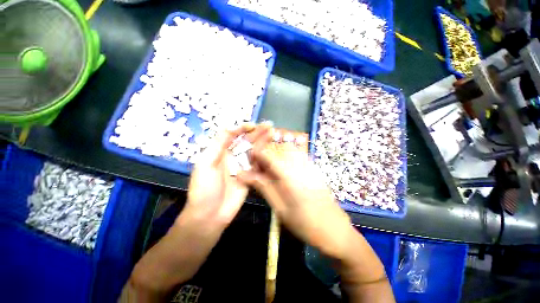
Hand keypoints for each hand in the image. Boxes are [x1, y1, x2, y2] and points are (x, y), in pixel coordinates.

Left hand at [183, 123, 272, 227]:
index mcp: (220, 152)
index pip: (233, 135)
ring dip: (263, 142)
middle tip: (269, 126)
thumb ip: (217, 145)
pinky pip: (258, 164)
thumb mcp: (205, 164)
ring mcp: (242, 167)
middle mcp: (232, 157)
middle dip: (257, 133)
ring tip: (273, 134)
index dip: (242, 129)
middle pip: (246, 141)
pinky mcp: (250, 176)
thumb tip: (229, 127)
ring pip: (254, 151)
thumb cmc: (204, 189)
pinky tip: (273, 151)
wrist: (210, 215)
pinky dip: (265, 157)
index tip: (253, 125)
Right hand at [237, 142, 354, 259]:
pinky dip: (286, 159)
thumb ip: (263, 187)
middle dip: (266, 156)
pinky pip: (297, 156)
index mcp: (289, 175)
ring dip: (276, 157)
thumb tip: (244, 175)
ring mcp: (309, 165)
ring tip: (271, 172)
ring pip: (288, 150)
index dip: (256, 155)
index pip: (268, 154)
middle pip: (278, 149)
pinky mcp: (314, 168)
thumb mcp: (280, 208)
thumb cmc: (305, 224)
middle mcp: (300, 165)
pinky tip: (284, 173)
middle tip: (260, 171)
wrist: (334, 229)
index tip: (250, 164)